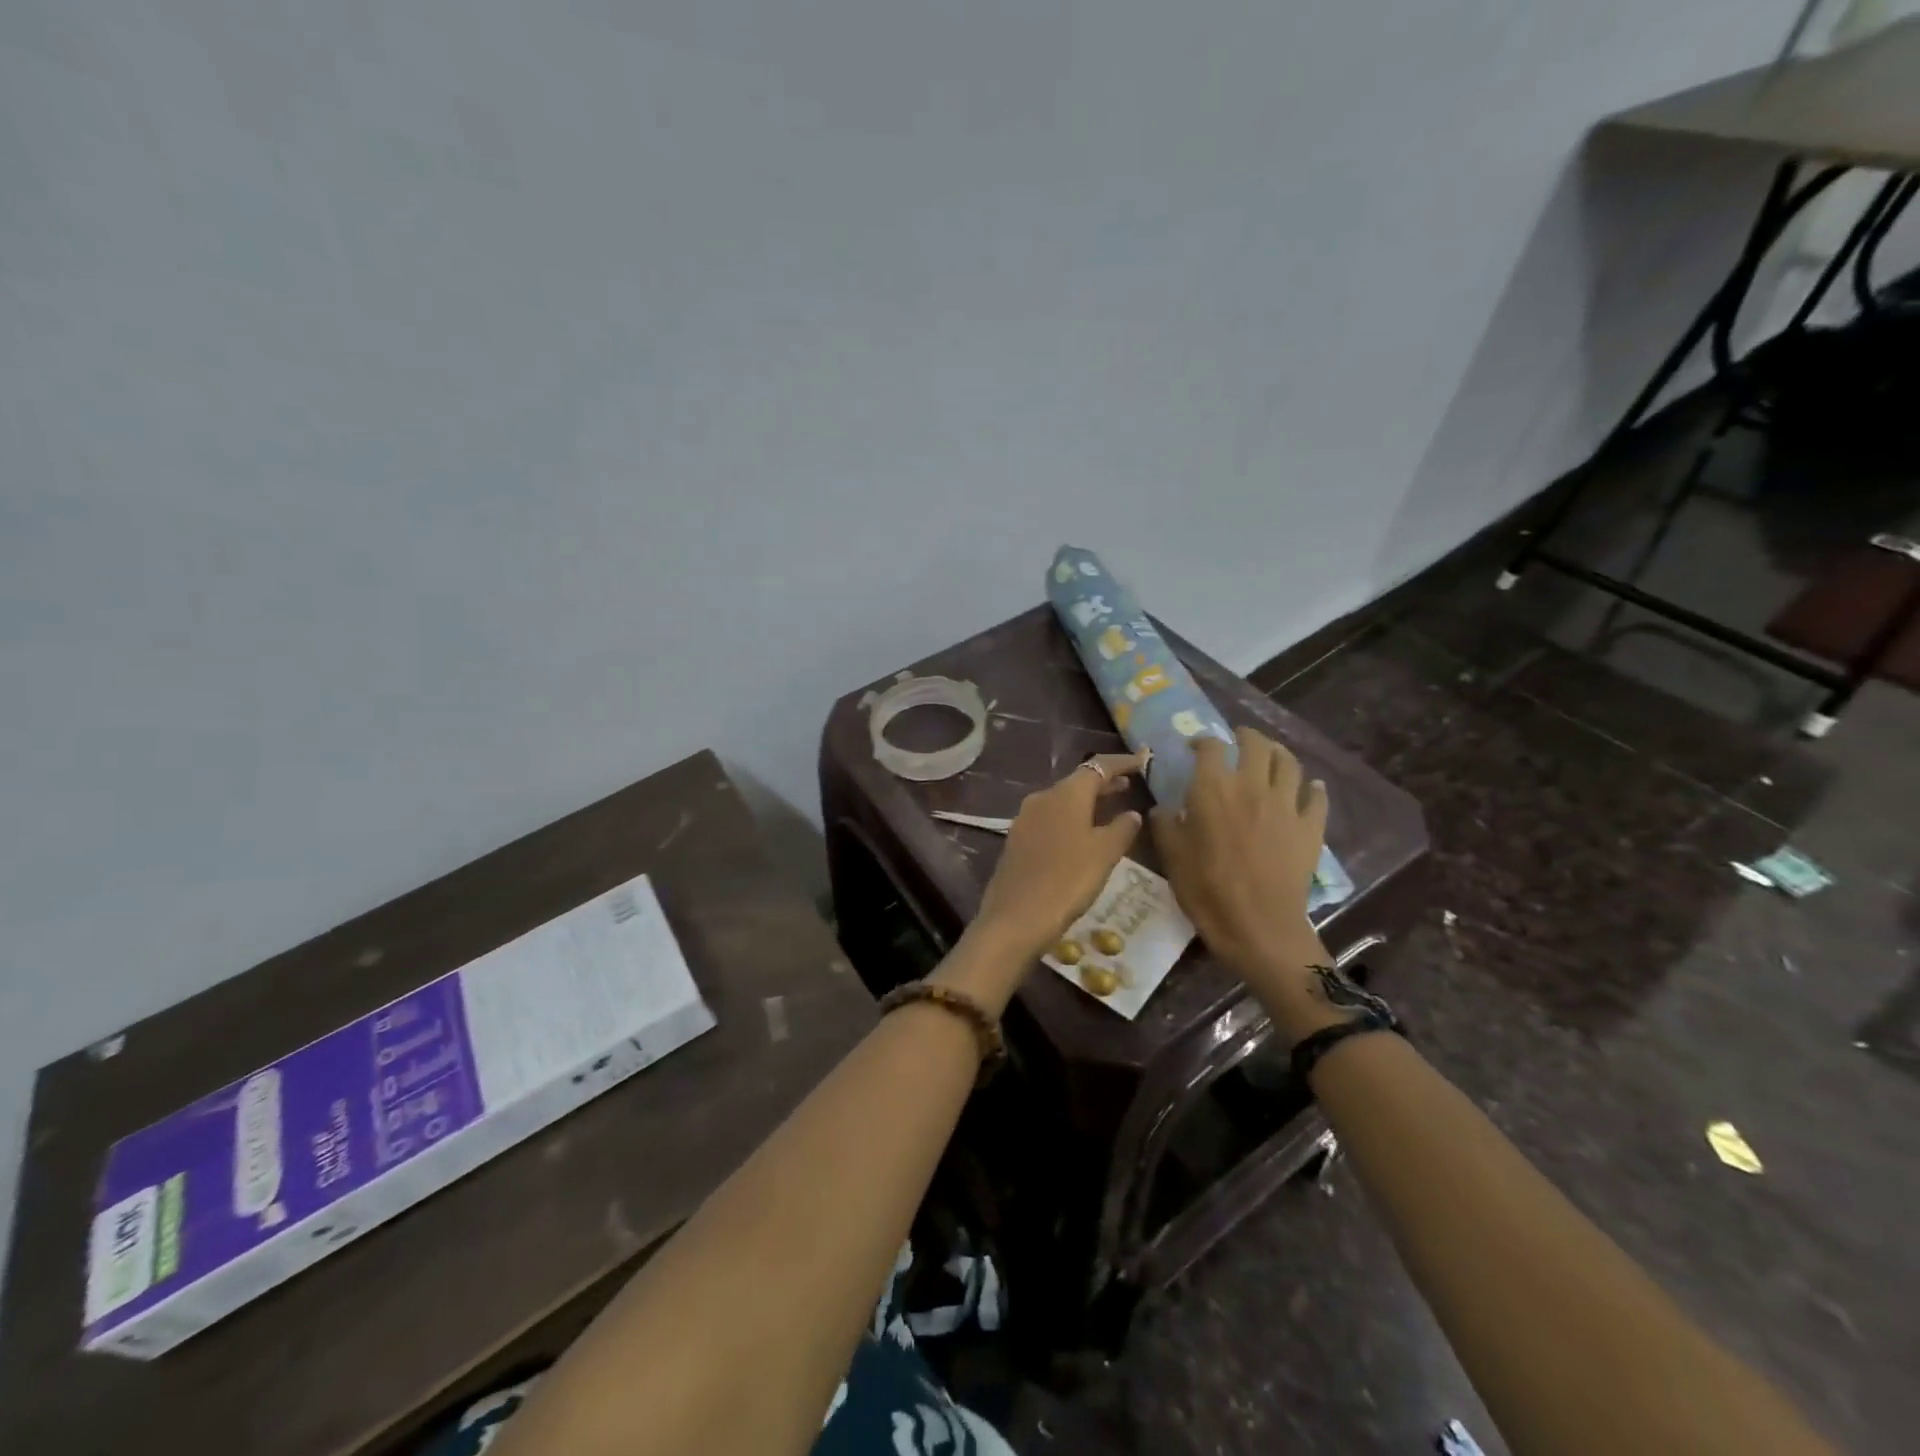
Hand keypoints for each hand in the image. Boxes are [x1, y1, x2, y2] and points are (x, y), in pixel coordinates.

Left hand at [972, 753, 1146, 961]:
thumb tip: (1132, 813)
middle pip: (1078, 782)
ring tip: (1111, 807)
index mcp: (1065, 794)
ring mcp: (1026, 818)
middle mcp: (1042, 798)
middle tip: (1130, 783)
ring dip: (1088, 801)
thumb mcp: (1104, 854)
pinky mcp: (1018, 840)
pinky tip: (1082, 833)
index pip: (1098, 767)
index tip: (1144, 760)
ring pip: (1063, 800)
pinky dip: (1071, 817)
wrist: (1015, 917)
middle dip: (1105, 782)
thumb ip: (1122, 829)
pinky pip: (1051, 818)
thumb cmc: (1067, 880)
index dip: (1122, 762)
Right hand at [1152, 729, 1333, 1021]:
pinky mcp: (1311, 827)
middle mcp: (1252, 786)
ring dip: (1279, 753)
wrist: (1258, 927)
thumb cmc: (1207, 890)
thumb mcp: (1171, 857)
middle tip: (1238, 740)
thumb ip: (1165, 825)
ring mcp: (1287, 805)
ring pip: (1289, 763)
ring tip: (1271, 755)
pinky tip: (1310, 788)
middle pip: (1256, 745)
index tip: (1195, 746)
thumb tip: (1162, 808)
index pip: (1210, 747)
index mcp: (1213, 789)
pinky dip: (1312, 789)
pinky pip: (1316, 798)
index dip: (1202, 741)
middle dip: (1246, 736)